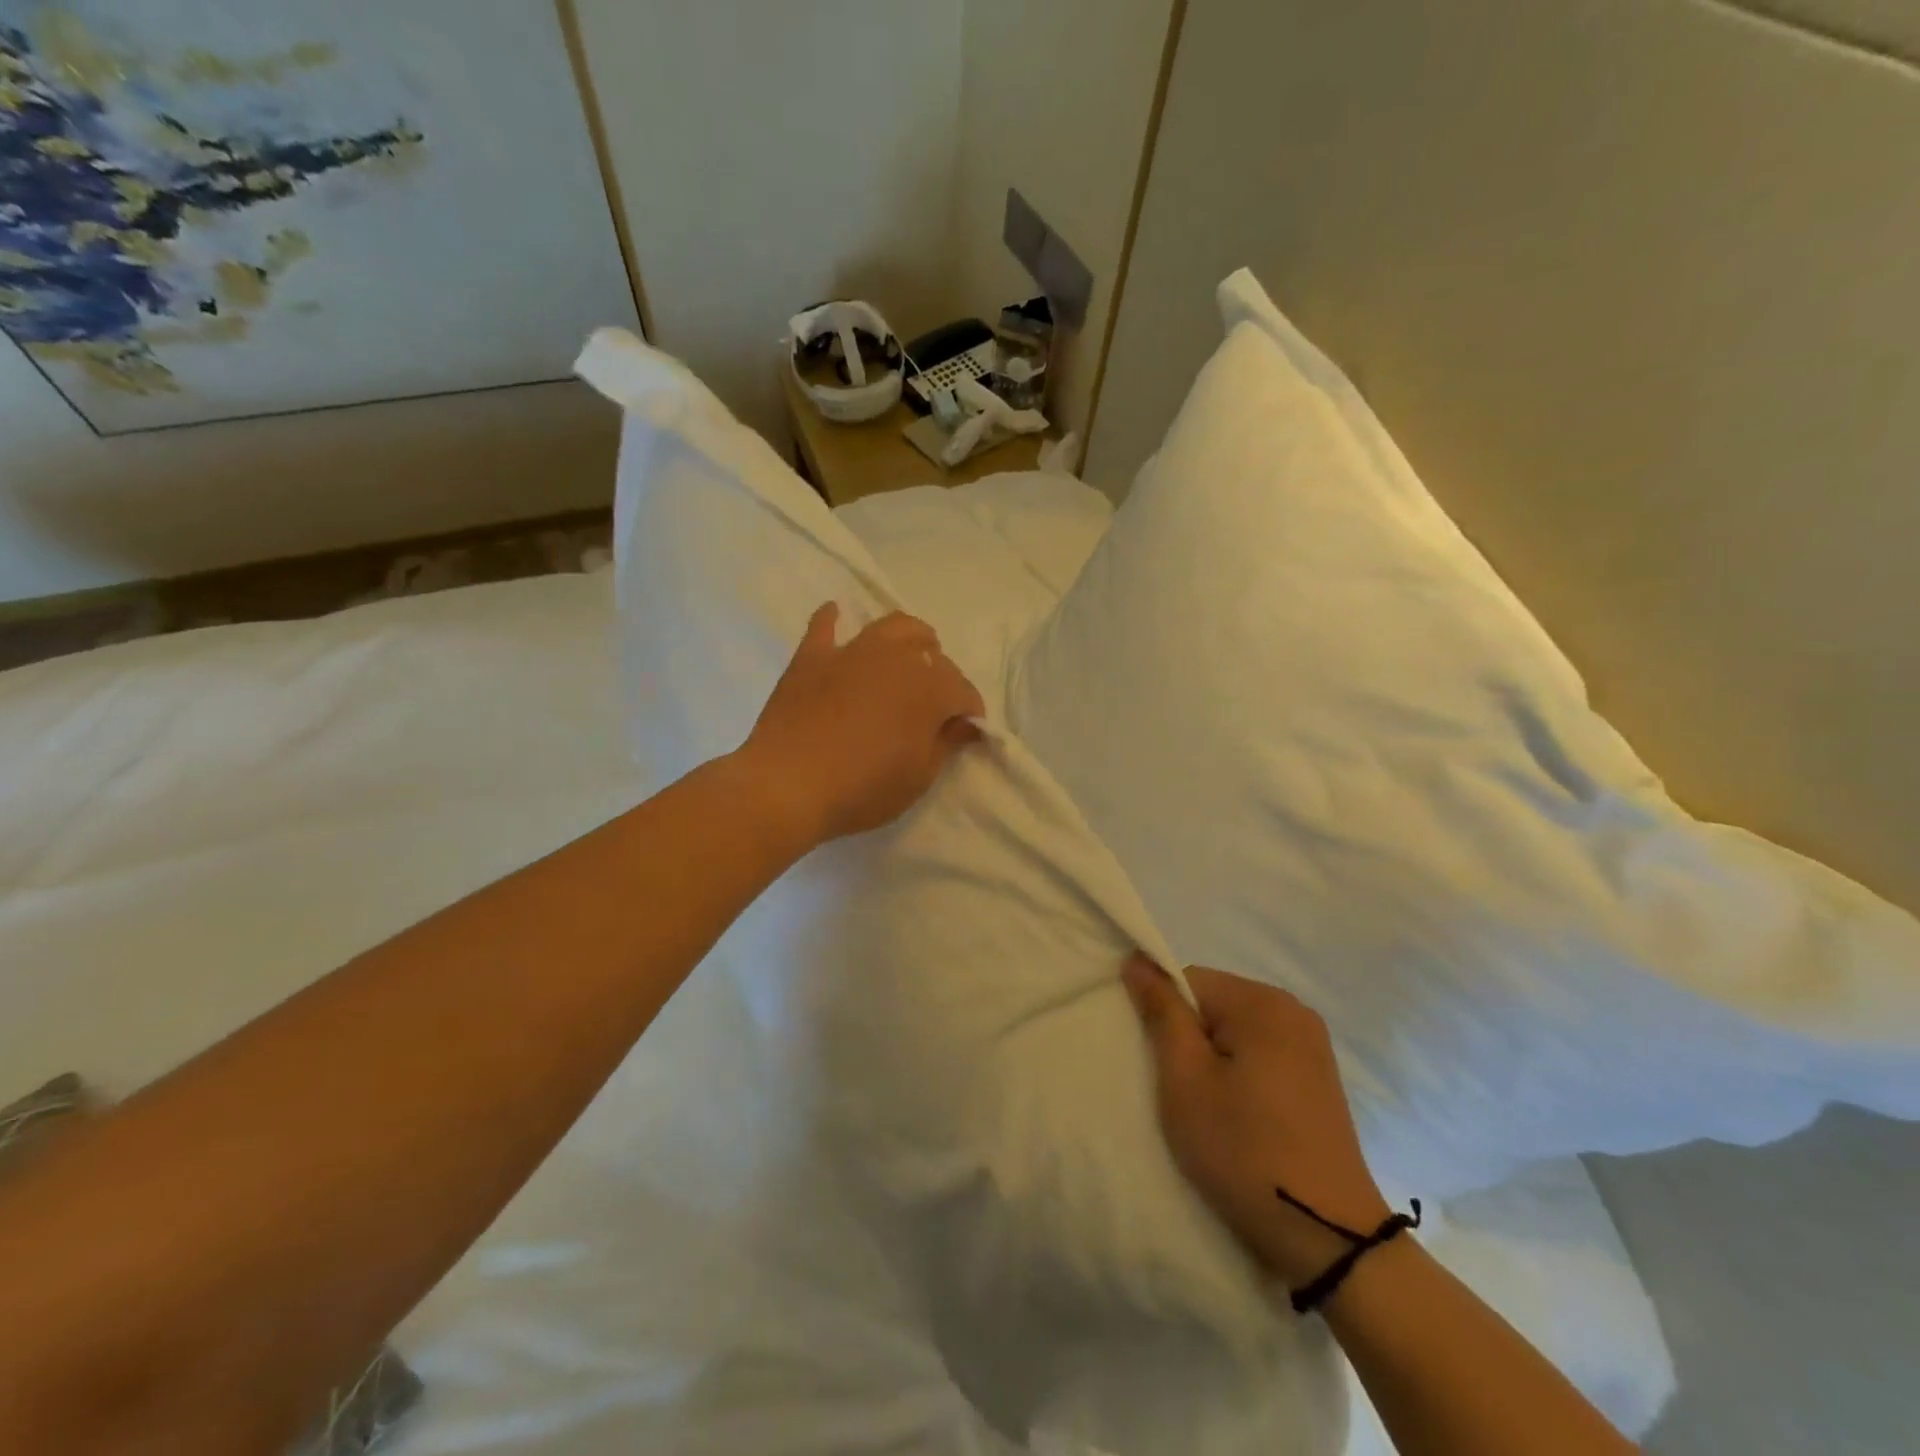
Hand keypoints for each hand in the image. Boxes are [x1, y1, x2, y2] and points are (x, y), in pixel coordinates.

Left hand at [740, 602, 985, 847]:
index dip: (970, 713)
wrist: (787, 786)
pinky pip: (825, 626)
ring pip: (892, 627)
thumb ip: (946, 744)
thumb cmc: (862, 789)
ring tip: (911, 651)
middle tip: (935, 702)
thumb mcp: (918, 777)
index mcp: (929, 689)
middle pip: (932, 656)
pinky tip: (836, 615)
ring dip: (910, 637)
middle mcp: (896, 659)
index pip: (963, 692)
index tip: (966, 732)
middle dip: (943, 675)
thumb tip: (964, 724)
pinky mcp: (812, 657)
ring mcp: (851, 652)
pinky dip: (833, 620)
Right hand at [1123, 955, 1391, 1287]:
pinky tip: (1242, 1118)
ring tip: (1212, 1111)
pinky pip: (1261, 1055)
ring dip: (1214, 1061)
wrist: (1327, 1236)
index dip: (1165, 1020)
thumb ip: (1161, 1012)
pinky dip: (1241, 1076)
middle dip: (1190, 1041)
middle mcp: (1293, 1009)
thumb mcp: (1185, 1079)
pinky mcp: (1319, 1078)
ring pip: (1235, 1032)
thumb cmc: (1243, 1149)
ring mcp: (1312, 1045)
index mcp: (1262, 1001)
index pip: (1188, 981)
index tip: (1164, 1068)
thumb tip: (1138, 959)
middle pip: (1213, 1004)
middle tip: (1185, 1094)